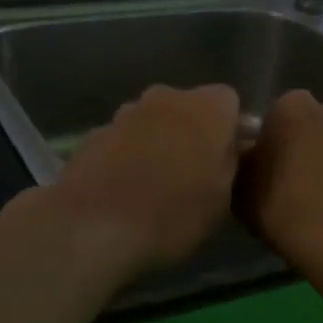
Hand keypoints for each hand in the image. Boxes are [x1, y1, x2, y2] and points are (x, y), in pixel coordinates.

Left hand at [48, 84, 241, 274]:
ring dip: (156, 142)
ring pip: (151, 122)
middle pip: (186, 108)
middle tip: (193, 173)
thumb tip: (228, 150)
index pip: (228, 102)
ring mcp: (125, 113)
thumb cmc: (174, 214)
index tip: (228, 159)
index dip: (230, 129)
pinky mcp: (93, 134)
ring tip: (155, 185)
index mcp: (207, 108)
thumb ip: (229, 164)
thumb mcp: (222, 199)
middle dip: (191, 133)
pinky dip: (126, 157)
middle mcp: (165, 97)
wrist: (95, 225)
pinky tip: (124, 190)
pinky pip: (122, 141)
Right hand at [238, 90, 322, 281]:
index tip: (271, 166)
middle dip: (312, 145)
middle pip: (320, 124)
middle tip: (300, 183)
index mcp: (295, 108)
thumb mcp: (240, 188)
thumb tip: (249, 153)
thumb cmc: (284, 212)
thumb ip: (243, 160)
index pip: (281, 112)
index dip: (276, 138)